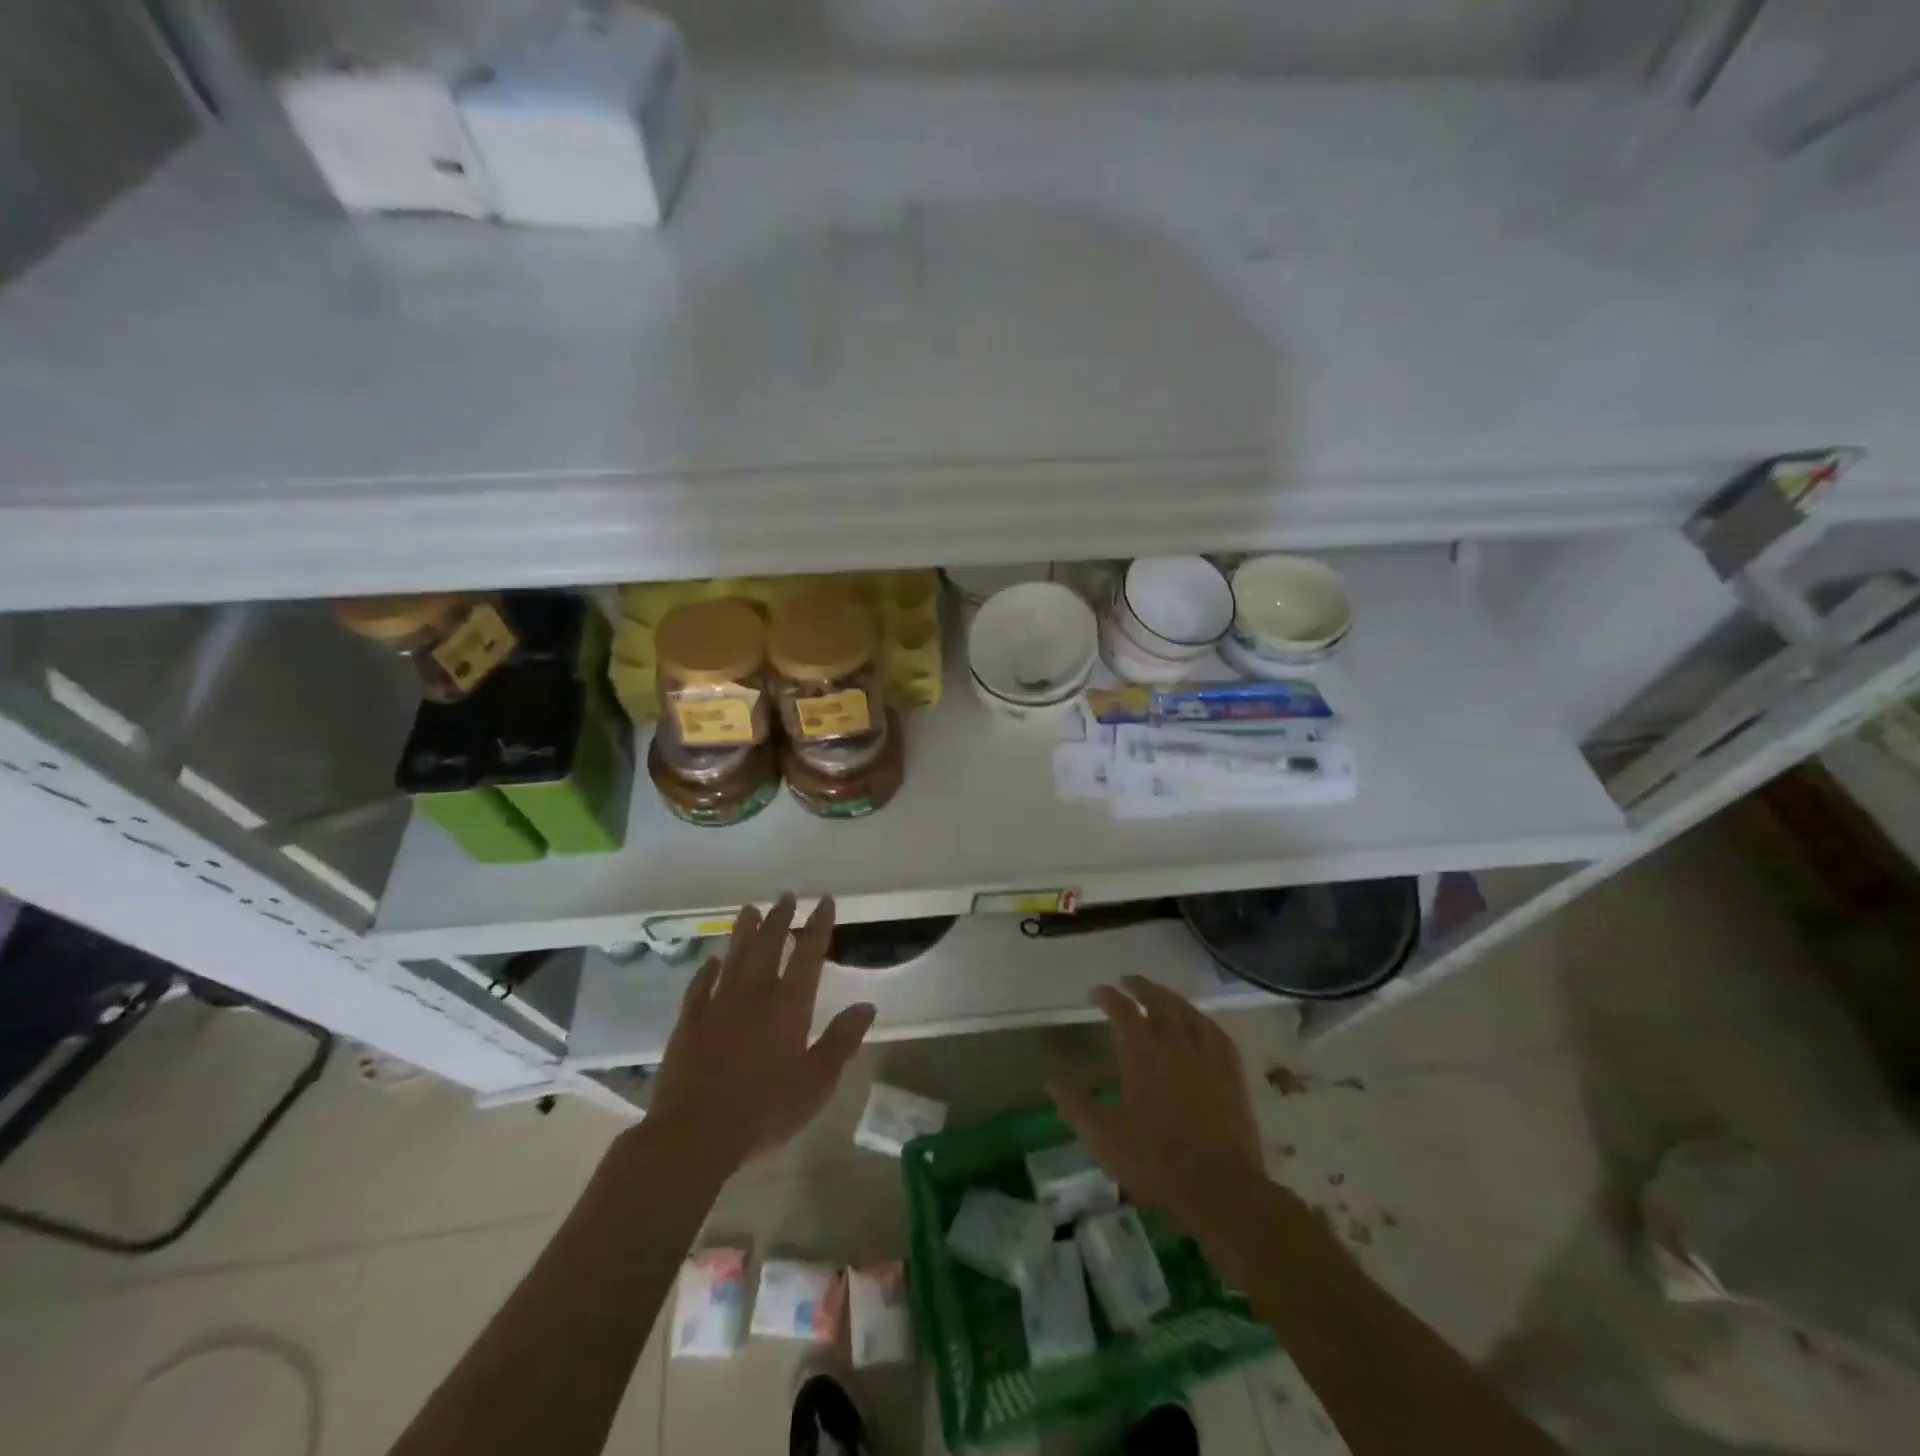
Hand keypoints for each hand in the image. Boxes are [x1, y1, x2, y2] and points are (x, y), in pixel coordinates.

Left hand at [645, 894, 875, 1176]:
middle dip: (780, 917)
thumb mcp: (817, 1082)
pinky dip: (708, 969)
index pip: (809, 953)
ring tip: (750, 909)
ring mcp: (718, 1004)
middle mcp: (754, 993)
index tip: (824, 901)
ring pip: (734, 956)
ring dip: (744, 931)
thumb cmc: (766, 1110)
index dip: (818, 925)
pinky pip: (700, 985)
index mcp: (789, 1004)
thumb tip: (867, 1006)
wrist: (695, 1134)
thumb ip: (842, 1041)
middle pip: (769, 944)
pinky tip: (712, 960)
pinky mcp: (689, 1021)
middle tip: (786, 895)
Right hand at [1048, 976, 1266, 1235]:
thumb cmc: (1155, 1161)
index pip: (1121, 1009)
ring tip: (1160, 994)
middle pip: (1157, 1000)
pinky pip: (1216, 1032)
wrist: (1220, 1188)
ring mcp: (1207, 1055)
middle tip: (1128, 981)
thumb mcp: (1102, 1137)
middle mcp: (1174, 1043)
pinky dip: (1202, 1020)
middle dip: (1140, 986)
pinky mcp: (1232, 1073)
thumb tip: (1051, 1080)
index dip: (1107, 995)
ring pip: (1188, 1011)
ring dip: (1170, 997)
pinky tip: (1200, 1023)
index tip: (1095, 992)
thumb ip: (1075, 1105)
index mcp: (1142, 1052)